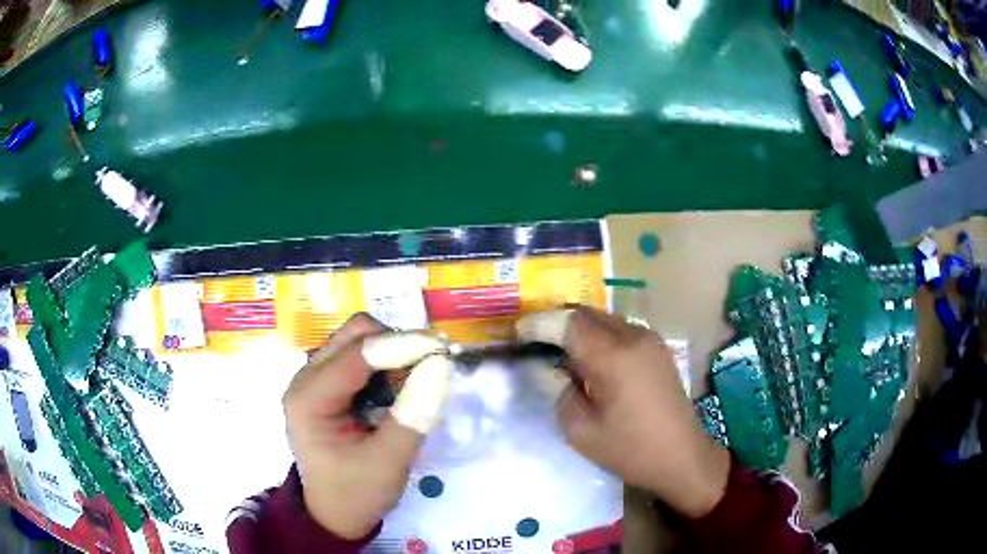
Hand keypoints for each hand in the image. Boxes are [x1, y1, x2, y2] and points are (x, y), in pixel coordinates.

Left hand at [282, 314, 443, 538]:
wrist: (335, 512)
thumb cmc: (357, 492)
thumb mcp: (389, 461)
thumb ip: (414, 413)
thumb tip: (441, 364)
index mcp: (309, 399)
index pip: (358, 354)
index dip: (403, 345)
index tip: (445, 351)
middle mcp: (305, 378)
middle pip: (354, 334)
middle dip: (397, 344)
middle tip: (429, 369)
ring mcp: (314, 378)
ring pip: (358, 339)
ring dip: (392, 352)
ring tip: (413, 385)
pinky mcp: (327, 384)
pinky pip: (360, 356)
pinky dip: (385, 364)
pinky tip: (397, 391)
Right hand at [517, 307, 730, 517]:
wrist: (682, 456)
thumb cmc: (630, 449)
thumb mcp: (581, 430)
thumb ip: (558, 391)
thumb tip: (547, 367)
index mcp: (613, 356)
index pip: (568, 323)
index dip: (539, 324)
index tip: (519, 333)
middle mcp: (633, 336)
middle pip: (586, 314)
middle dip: (558, 323)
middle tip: (537, 344)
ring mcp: (650, 339)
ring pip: (604, 319)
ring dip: (580, 330)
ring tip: (563, 355)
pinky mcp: (658, 348)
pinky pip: (620, 329)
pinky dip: (599, 336)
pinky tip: (593, 361)